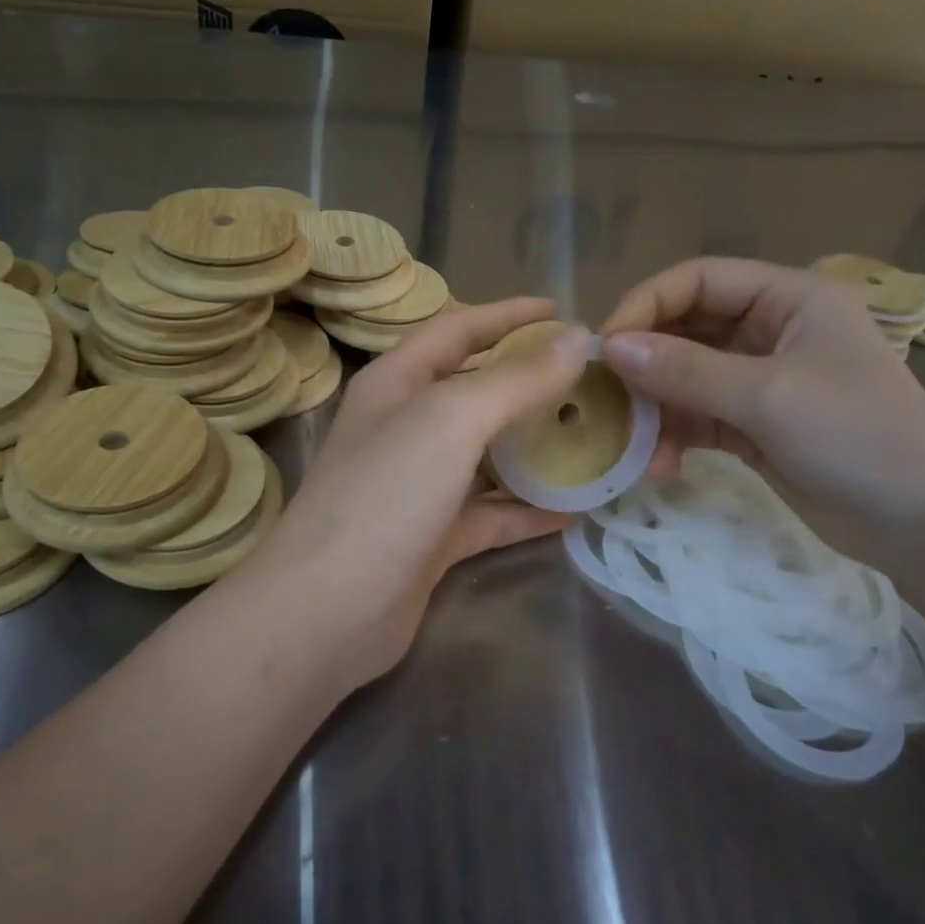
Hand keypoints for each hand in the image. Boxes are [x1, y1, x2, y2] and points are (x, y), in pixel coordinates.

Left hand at [234, 298, 590, 691]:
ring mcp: (420, 486)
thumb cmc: (384, 496)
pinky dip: (530, 510)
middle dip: (531, 383)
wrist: (327, 612)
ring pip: (489, 456)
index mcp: (396, 384)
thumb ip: (514, 380)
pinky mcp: (436, 538)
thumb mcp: (450, 421)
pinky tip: (577, 509)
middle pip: (476, 391)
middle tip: (593, 381)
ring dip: (538, 448)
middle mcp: (406, 428)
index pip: (456, 329)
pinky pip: (493, 514)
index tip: (563, 311)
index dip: (508, 315)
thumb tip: (578, 340)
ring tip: (597, 439)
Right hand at [599, 258, 924, 560]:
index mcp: (787, 298)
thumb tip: (611, 348)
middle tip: (605, 396)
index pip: (699, 280)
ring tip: (633, 443)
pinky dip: (674, 437)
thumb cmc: (857, 435)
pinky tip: (660, 466)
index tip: (606, 346)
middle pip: (687, 328)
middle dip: (646, 362)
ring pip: (685, 377)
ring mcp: (760, 380)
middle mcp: (770, 330)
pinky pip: (697, 417)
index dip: (647, 304)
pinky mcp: (752, 425)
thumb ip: (685, 370)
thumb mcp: (767, 396)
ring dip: (655, 408)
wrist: (924, 523)